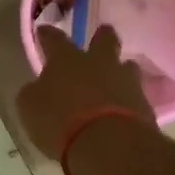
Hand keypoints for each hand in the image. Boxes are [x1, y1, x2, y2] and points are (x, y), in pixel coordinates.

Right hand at [15, 25, 154, 158]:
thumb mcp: (30, 108)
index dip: (47, 35)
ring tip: (115, 79)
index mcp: (66, 60)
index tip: (43, 31)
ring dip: (120, 70)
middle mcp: (98, 63)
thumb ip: (34, 93)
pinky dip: (127, 99)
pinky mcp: (144, 104)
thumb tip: (38, 87)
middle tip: (100, 36)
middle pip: (104, 39)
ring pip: (126, 66)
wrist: (108, 144)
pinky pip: (135, 95)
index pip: (54, 39)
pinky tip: (122, 110)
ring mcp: (125, 81)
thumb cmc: (60, 121)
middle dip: (102, 36)